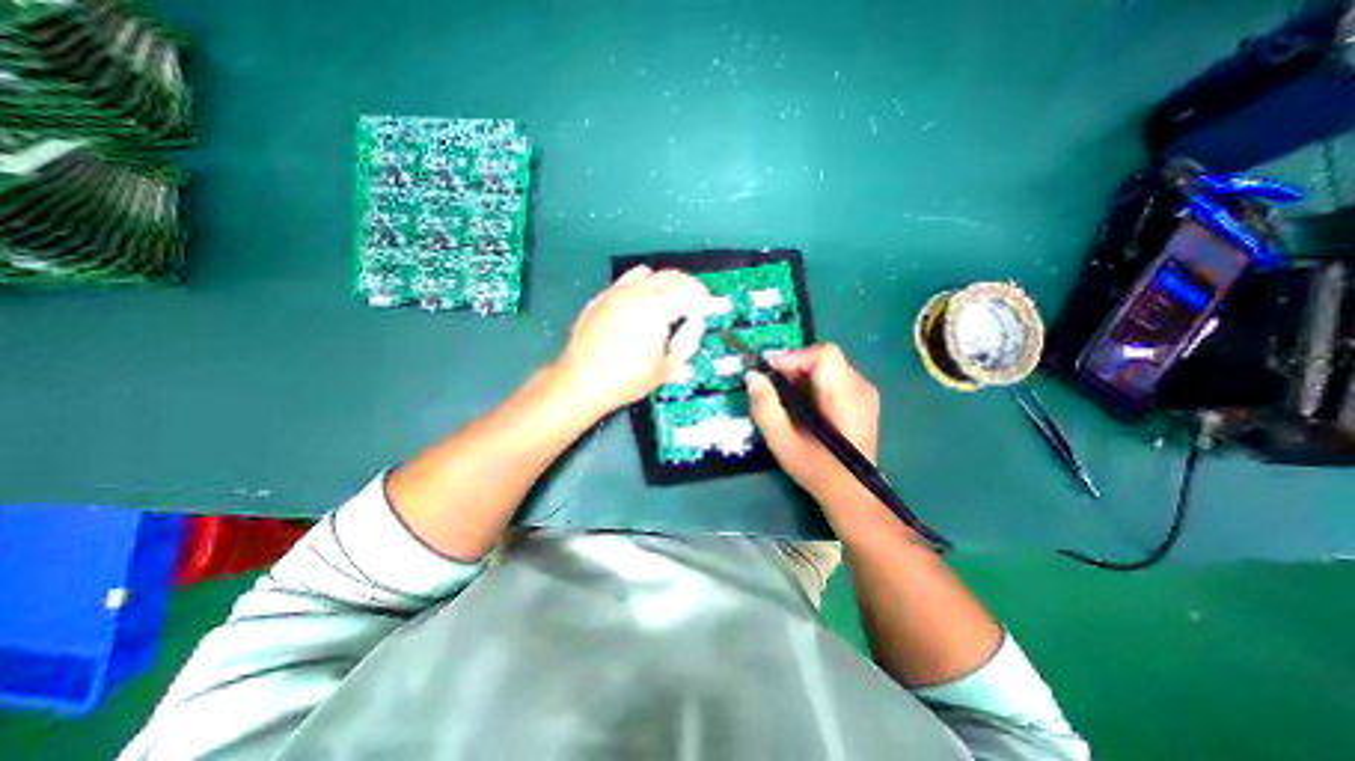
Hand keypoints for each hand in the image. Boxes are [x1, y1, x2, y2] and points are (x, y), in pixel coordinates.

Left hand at [557, 261, 713, 416]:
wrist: (580, 384)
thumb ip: (687, 342)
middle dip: (689, 289)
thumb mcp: (667, 368)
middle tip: (692, 309)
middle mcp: (635, 293)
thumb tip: (693, 327)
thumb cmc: (623, 380)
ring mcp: (615, 293)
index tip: (705, 312)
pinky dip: (641, 287)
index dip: (704, 301)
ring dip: (665, 284)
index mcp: (655, 309)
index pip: (692, 290)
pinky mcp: (600, 298)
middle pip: (673, 275)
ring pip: (649, 272)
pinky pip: (626, 281)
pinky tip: (640, 307)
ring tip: (667, 304)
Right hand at [745, 344, 883, 501]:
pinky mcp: (863, 398)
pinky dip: (813, 383)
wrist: (852, 493)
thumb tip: (752, 376)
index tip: (769, 375)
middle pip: (824, 358)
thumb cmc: (817, 471)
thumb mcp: (783, 443)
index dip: (793, 358)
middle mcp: (860, 388)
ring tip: (787, 400)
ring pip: (828, 365)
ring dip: (802, 375)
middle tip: (774, 389)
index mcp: (846, 396)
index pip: (823, 355)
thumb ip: (765, 408)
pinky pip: (834, 376)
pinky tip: (804, 406)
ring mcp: (865, 392)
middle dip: (794, 367)